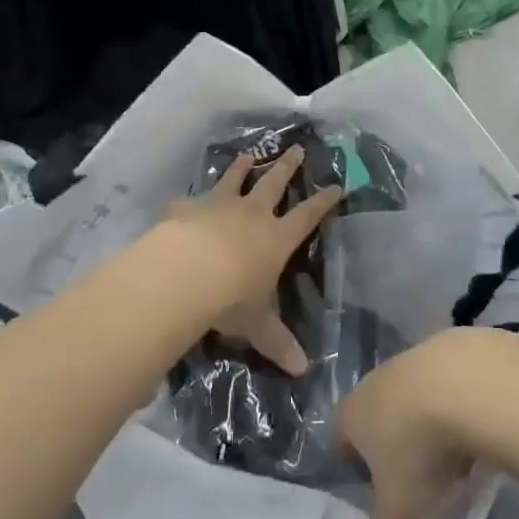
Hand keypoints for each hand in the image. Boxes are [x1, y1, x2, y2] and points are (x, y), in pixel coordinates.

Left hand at [163, 147, 341, 375]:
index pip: (307, 216)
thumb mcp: (257, 324)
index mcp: (276, 238)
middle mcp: (252, 214)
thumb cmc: (231, 298)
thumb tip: (303, 370)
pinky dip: (189, 199)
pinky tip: (183, 197)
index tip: (336, 185)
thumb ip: (277, 342)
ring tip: (248, 154)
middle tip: (297, 148)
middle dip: (288, 166)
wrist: (185, 272)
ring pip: (234, 180)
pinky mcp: (187, 208)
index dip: (323, 202)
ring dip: (242, 167)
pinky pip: (190, 200)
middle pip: (274, 183)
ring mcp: (218, 205)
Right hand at [336, 329, 513, 518]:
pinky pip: (450, 378)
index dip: (353, 461)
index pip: (342, 435)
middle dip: (393, 438)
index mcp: (355, 412)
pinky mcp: (453, 344)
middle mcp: (378, 378)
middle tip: (416, 474)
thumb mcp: (401, 509)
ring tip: (454, 451)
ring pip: (414, 391)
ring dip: (428, 415)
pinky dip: (460, 397)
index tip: (374, 486)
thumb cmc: (420, 448)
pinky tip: (480, 421)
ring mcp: (416, 357)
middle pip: (378, 410)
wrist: (469, 383)